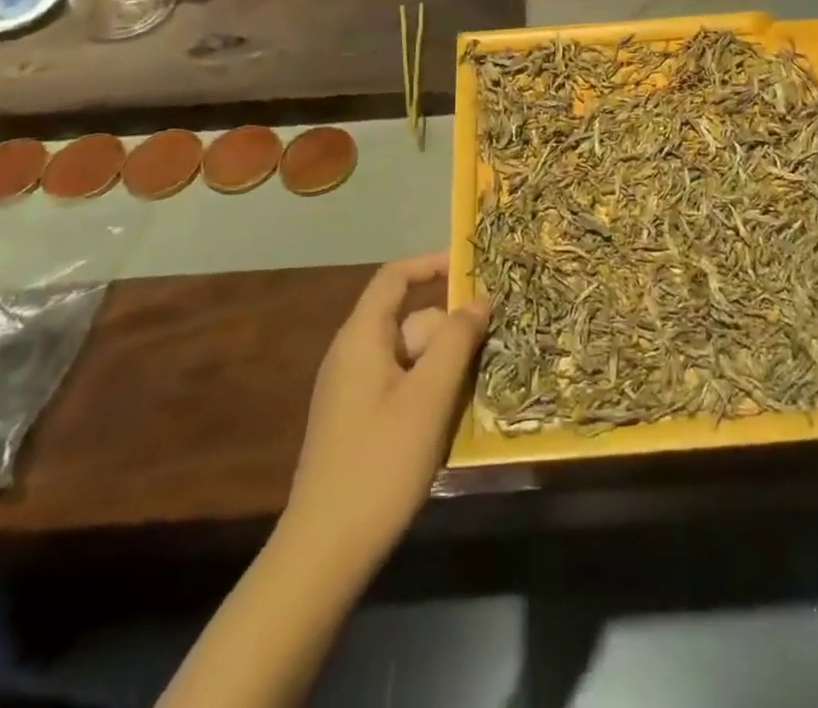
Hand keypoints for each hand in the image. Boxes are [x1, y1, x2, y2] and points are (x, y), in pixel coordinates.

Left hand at [284, 253, 489, 570]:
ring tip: (478, 390)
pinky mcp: (358, 422)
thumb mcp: (429, 397)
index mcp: (361, 337)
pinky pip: (401, 386)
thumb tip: (479, 300)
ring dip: (444, 366)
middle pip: (410, 320)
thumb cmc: (380, 463)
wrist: (324, 553)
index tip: (473, 270)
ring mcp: (353, 390)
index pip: (395, 277)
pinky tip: (450, 422)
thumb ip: (456, 341)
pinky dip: (429, 391)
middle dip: (450, 331)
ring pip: (410, 357)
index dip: (432, 265)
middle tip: (493, 350)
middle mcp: (353, 354)